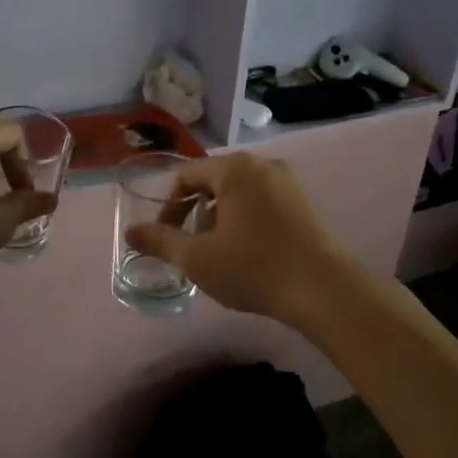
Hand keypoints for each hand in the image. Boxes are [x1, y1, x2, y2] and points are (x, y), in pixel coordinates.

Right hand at [123, 153, 355, 325]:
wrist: (327, 292)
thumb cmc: (255, 268)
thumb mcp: (198, 258)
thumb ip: (160, 241)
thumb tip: (130, 233)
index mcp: (235, 169)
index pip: (186, 176)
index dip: (169, 208)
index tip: (167, 239)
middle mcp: (262, 165)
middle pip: (213, 182)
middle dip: (196, 214)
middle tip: (194, 250)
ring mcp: (288, 183)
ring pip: (238, 194)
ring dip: (220, 220)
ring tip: (221, 255)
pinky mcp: (304, 204)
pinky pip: (262, 203)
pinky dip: (246, 222)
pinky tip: (250, 255)